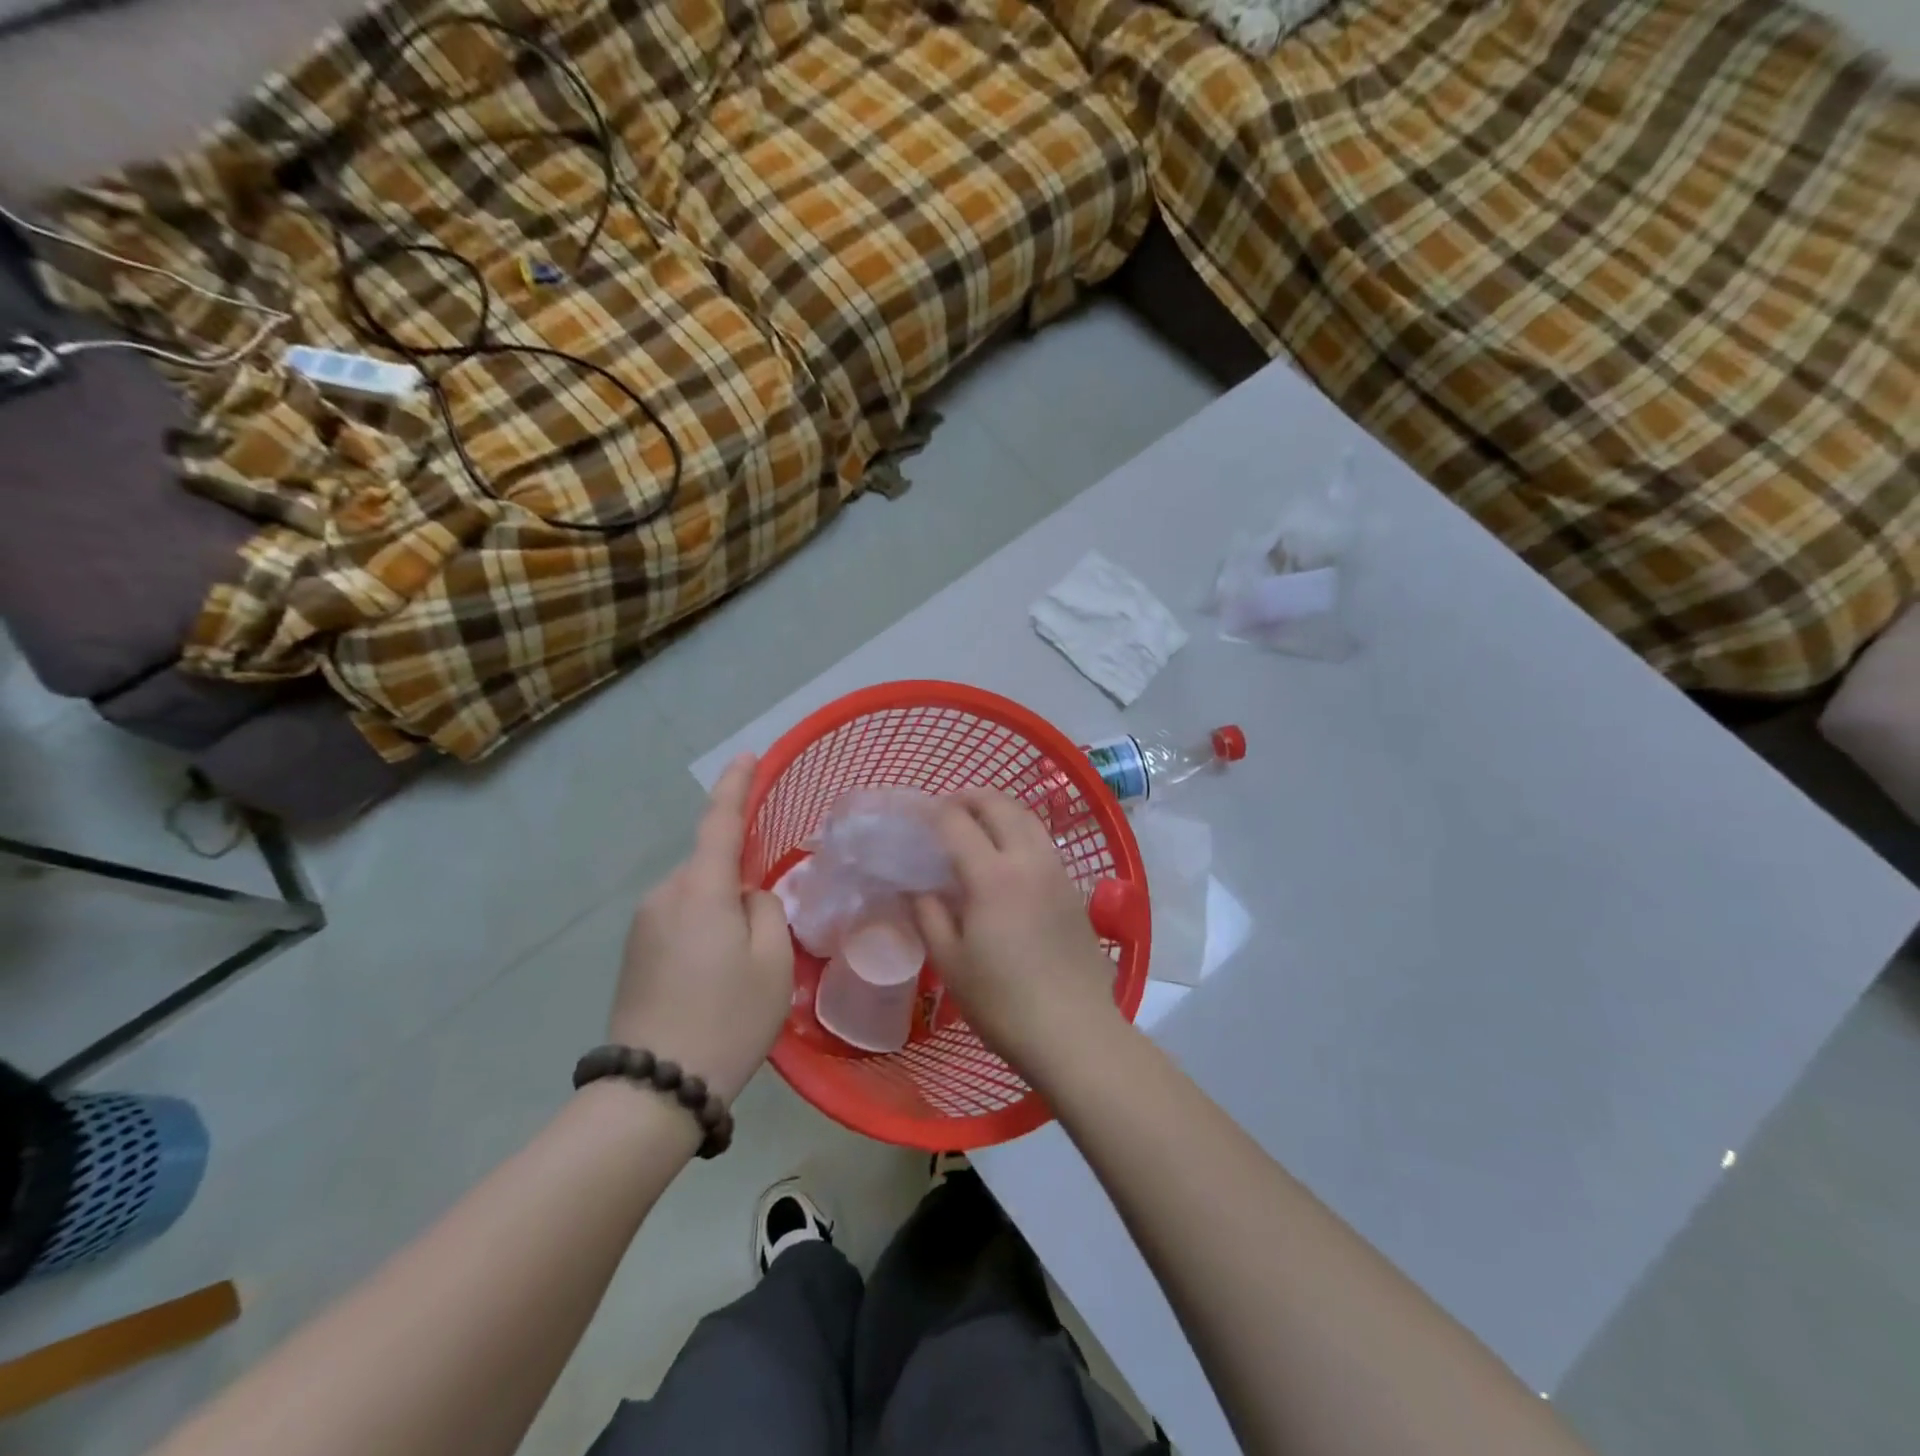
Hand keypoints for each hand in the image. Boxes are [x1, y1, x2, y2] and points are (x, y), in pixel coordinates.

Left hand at [609, 755, 793, 1102]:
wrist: (654, 1090)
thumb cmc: (727, 1019)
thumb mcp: (773, 962)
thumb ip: (767, 911)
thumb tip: (747, 898)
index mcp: (701, 889)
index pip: (721, 822)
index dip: (736, 786)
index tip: (747, 756)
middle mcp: (664, 895)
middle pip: (712, 868)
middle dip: (741, 883)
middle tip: (768, 934)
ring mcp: (642, 925)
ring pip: (697, 898)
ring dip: (721, 914)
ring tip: (741, 970)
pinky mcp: (633, 953)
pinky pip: (679, 922)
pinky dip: (703, 933)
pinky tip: (713, 980)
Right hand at [912, 788, 1121, 1075]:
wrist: (1073, 1031)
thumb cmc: (1002, 1002)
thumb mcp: (951, 962)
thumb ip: (929, 915)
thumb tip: (916, 888)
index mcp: (992, 876)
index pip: (957, 823)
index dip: (934, 813)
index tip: (917, 818)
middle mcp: (1028, 860)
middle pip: (1000, 806)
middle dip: (970, 798)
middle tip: (947, 809)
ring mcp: (1057, 872)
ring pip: (1028, 818)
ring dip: (1000, 809)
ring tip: (978, 823)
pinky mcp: (1074, 889)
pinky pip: (1044, 842)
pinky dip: (1021, 831)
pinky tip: (1009, 856)